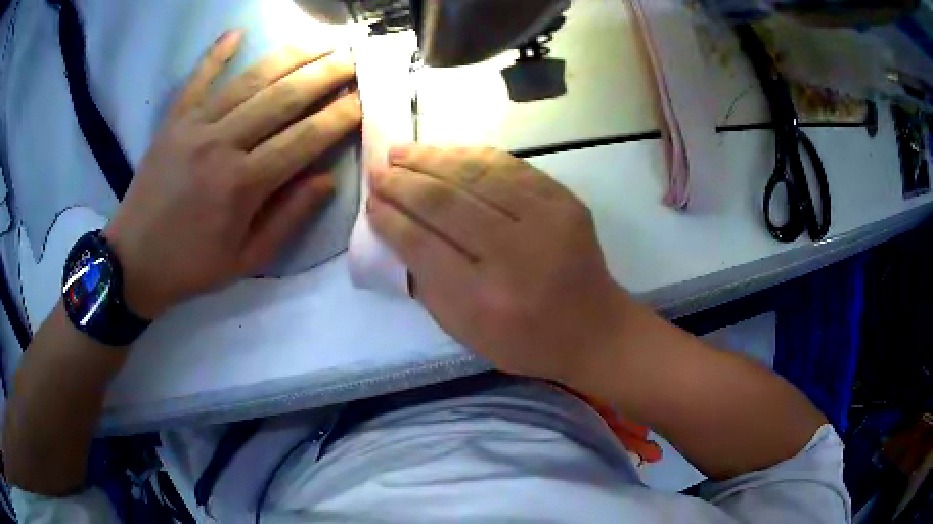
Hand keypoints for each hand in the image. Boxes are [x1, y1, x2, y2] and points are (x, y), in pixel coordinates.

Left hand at [104, 31, 361, 318]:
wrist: (134, 260)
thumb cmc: (192, 265)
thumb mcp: (247, 259)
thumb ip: (288, 218)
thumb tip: (327, 180)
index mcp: (243, 185)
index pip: (303, 140)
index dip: (338, 117)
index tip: (364, 100)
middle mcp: (221, 145)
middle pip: (283, 99)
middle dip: (325, 76)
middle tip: (353, 59)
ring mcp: (194, 126)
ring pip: (250, 81)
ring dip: (289, 57)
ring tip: (320, 42)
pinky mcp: (173, 121)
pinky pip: (198, 79)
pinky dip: (217, 54)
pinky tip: (238, 32)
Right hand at [368, 145, 631, 382]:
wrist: (594, 327)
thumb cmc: (525, 340)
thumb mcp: (466, 332)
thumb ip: (427, 283)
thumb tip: (396, 229)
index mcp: (485, 301)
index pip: (423, 246)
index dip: (391, 219)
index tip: (370, 202)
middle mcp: (515, 255)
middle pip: (445, 203)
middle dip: (403, 182)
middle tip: (378, 171)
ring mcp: (546, 221)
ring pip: (475, 174)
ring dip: (431, 158)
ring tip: (401, 152)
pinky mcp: (564, 200)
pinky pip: (508, 165)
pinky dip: (469, 154)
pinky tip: (444, 152)